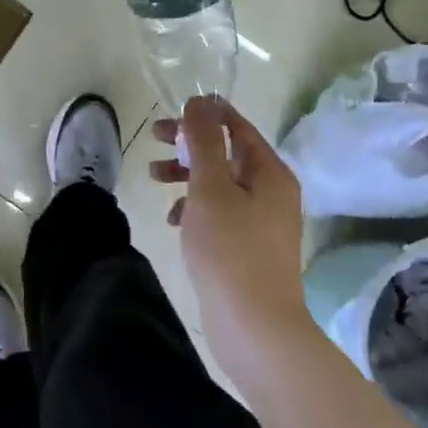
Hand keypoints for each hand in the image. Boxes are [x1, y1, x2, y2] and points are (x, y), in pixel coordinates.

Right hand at [150, 97, 303, 341]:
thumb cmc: (230, 248)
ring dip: (187, 176)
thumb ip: (204, 141)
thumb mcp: (211, 187)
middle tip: (154, 139)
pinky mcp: (250, 247)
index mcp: (270, 172)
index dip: (205, 115)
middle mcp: (273, 192)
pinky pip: (221, 213)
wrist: (254, 325)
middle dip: (189, 145)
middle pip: (227, 154)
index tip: (172, 111)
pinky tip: (173, 221)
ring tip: (154, 179)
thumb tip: (201, 102)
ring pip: (220, 184)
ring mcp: (263, 222)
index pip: (238, 127)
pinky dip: (196, 208)